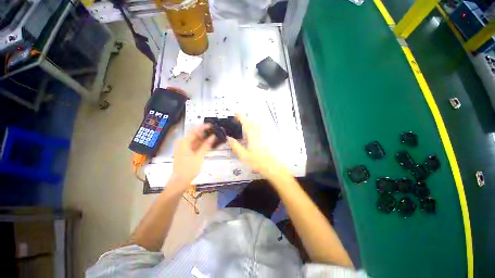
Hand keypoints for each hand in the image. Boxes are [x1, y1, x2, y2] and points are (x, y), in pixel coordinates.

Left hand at [170, 124, 214, 189]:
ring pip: (196, 140)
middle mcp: (183, 143)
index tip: (212, 125)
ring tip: (214, 137)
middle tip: (215, 132)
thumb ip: (206, 145)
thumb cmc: (189, 168)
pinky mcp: (187, 152)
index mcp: (184, 142)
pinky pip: (195, 145)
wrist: (180, 180)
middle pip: (195, 135)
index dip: (203, 127)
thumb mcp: (199, 156)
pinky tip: (209, 143)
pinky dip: (202, 144)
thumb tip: (213, 136)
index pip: (194, 131)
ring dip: (204, 139)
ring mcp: (185, 147)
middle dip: (205, 133)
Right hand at [227, 114, 285, 178]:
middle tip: (237, 121)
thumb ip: (235, 146)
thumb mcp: (244, 155)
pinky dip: (254, 128)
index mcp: (252, 135)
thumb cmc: (257, 161)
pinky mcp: (266, 139)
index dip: (240, 117)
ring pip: (256, 126)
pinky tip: (251, 135)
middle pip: (252, 122)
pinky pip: (259, 130)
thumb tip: (229, 138)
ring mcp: (263, 136)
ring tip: (243, 127)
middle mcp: (258, 133)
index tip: (235, 113)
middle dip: (244, 119)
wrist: (272, 167)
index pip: (246, 122)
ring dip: (249, 123)